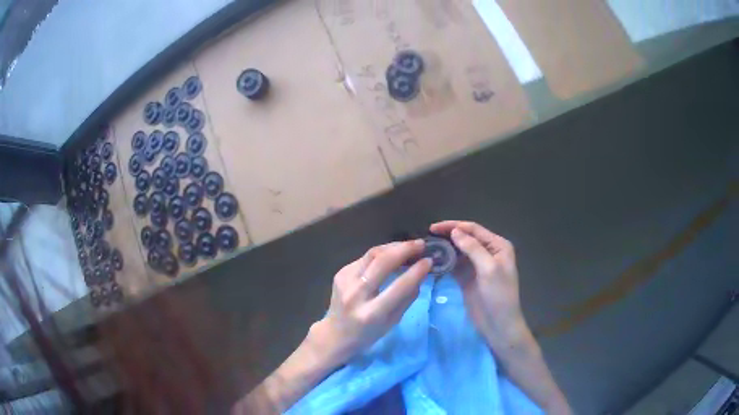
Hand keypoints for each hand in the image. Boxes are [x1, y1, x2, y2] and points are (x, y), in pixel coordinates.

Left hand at [310, 240, 431, 364]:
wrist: (336, 334)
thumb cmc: (368, 333)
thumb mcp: (392, 322)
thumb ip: (407, 298)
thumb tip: (421, 274)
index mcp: (371, 313)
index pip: (399, 287)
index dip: (416, 271)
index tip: (429, 261)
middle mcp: (356, 294)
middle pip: (381, 262)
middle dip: (404, 249)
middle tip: (421, 244)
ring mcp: (345, 281)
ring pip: (372, 254)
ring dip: (393, 247)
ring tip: (409, 246)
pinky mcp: (340, 273)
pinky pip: (364, 258)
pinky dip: (380, 254)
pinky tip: (391, 254)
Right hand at [430, 221, 527, 346]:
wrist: (499, 324)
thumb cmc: (499, 295)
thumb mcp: (488, 269)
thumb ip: (473, 248)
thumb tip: (455, 231)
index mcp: (498, 246)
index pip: (474, 229)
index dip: (454, 226)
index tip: (433, 227)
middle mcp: (488, 252)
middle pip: (465, 238)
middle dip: (448, 235)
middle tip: (427, 237)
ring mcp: (477, 265)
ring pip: (458, 251)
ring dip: (445, 248)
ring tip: (427, 247)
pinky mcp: (467, 278)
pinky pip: (455, 265)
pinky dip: (444, 261)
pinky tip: (432, 261)